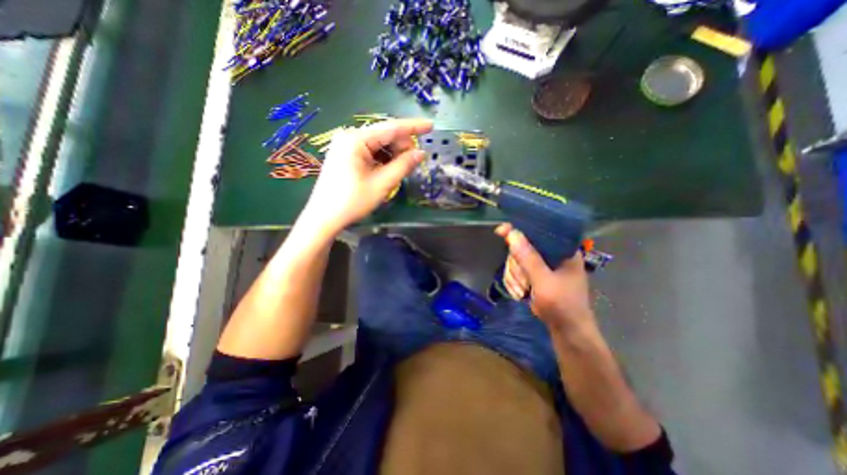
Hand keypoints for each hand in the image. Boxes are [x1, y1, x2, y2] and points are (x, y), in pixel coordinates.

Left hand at [302, 120, 432, 234]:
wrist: (324, 218)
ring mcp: (346, 146)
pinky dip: (383, 159)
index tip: (431, 126)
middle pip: (384, 135)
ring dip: (393, 154)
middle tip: (414, 162)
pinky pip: (370, 152)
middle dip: (402, 146)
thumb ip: (403, 166)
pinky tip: (389, 169)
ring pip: (378, 144)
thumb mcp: (381, 184)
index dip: (413, 127)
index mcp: (356, 139)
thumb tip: (421, 153)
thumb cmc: (352, 201)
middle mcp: (350, 137)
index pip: (391, 128)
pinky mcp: (345, 156)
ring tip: (402, 168)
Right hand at [495, 223, 589, 330]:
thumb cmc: (562, 305)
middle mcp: (549, 255)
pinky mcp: (531, 276)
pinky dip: (513, 283)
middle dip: (516, 267)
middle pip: (520, 248)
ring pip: (514, 261)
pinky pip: (513, 272)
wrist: (566, 331)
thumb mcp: (544, 281)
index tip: (501, 231)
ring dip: (514, 277)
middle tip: (524, 283)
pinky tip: (520, 294)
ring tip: (523, 291)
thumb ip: (528, 258)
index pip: (538, 231)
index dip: (518, 230)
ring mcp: (539, 266)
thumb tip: (512, 233)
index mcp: (561, 250)